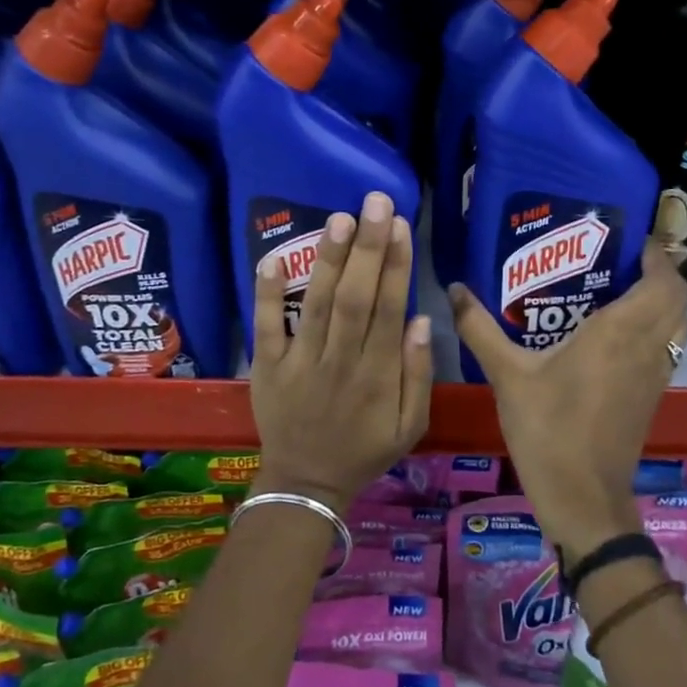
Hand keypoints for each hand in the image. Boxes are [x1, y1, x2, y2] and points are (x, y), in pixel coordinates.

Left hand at [250, 191, 432, 511]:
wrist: (306, 484)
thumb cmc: (364, 450)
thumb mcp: (410, 426)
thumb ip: (418, 374)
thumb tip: (420, 320)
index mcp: (377, 374)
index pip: (389, 308)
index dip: (396, 266)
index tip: (401, 226)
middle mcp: (340, 360)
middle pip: (356, 297)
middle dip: (367, 247)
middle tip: (376, 203)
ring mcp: (299, 362)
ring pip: (317, 304)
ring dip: (328, 259)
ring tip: (339, 218)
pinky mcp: (267, 366)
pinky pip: (266, 326)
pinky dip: (267, 293)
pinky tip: (273, 258)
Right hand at [450, 237, 686, 558]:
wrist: (582, 497)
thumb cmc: (548, 429)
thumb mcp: (507, 375)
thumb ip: (480, 328)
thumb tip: (455, 288)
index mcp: (620, 332)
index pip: (664, 281)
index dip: (658, 255)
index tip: (630, 238)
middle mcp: (647, 347)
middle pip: (679, 297)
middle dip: (661, 271)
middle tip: (620, 259)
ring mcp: (655, 374)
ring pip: (679, 323)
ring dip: (663, 300)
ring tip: (620, 287)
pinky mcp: (652, 395)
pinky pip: (668, 346)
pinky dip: (657, 326)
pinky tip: (616, 331)